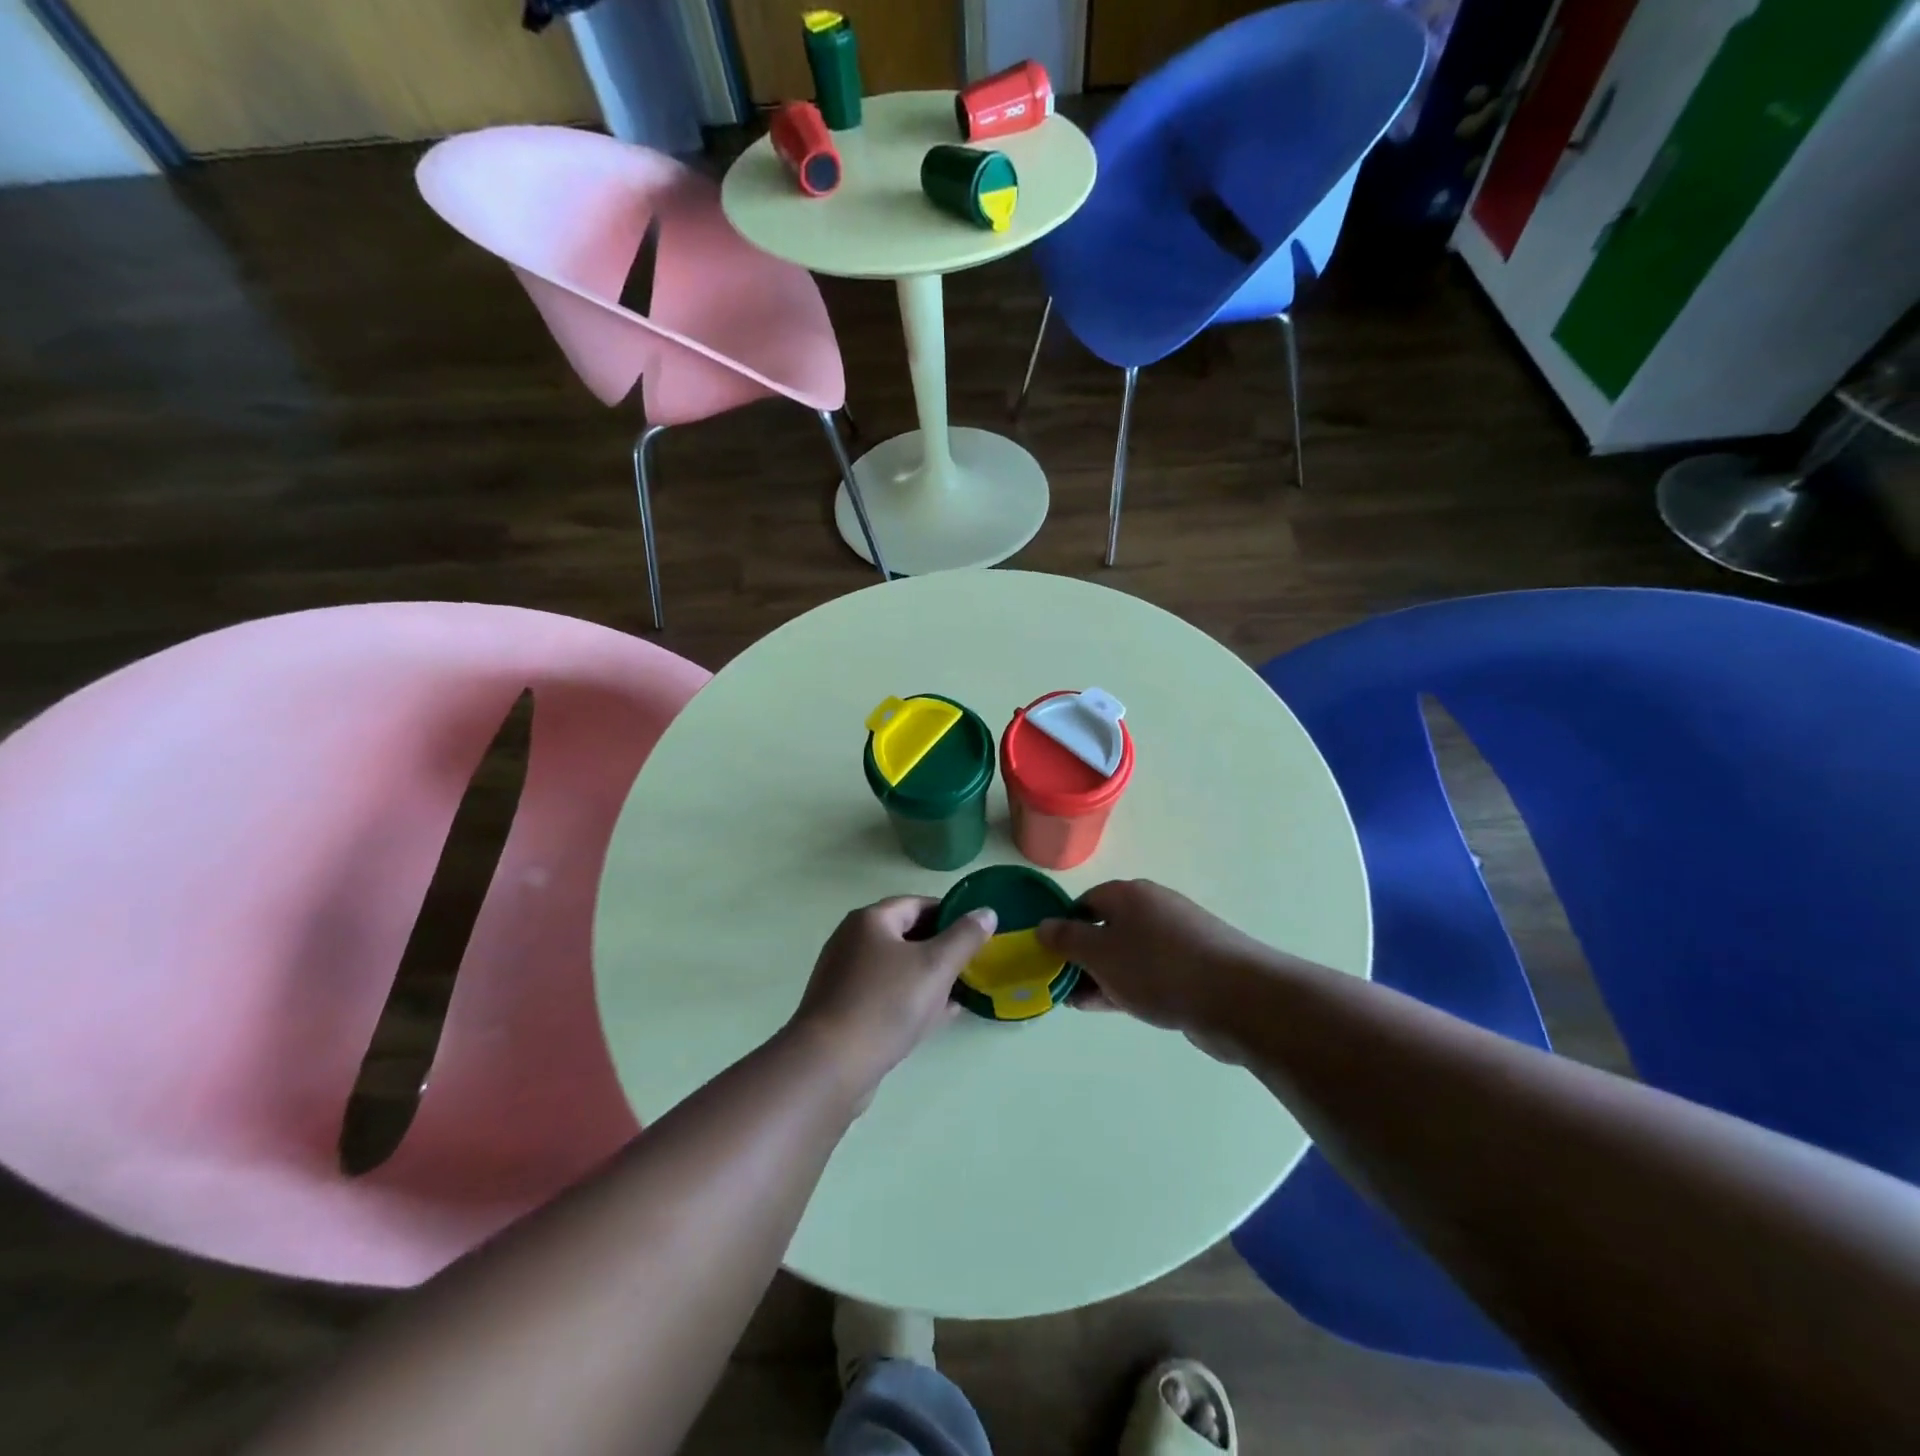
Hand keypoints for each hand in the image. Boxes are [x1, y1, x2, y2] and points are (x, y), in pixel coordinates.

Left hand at [789, 896, 996, 1104]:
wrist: (830, 1066)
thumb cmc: (885, 1004)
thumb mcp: (935, 966)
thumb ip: (964, 937)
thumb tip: (986, 912)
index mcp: (870, 920)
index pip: (917, 904)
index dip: (950, 914)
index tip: (977, 932)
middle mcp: (852, 941)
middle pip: (906, 935)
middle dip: (941, 948)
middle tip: (972, 965)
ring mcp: (845, 977)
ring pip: (897, 968)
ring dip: (929, 977)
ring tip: (961, 992)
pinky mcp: (844, 1010)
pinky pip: (886, 995)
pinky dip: (911, 999)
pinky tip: (937, 1017)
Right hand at [1037, 879, 1265, 1055]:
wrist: (1236, 998)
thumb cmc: (1158, 967)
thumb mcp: (1100, 953)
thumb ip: (1067, 940)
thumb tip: (1043, 925)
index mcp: (1128, 894)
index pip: (1085, 903)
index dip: (1064, 927)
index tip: (1050, 957)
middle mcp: (1153, 908)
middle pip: (1107, 927)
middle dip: (1083, 956)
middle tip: (1062, 985)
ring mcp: (1177, 938)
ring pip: (1128, 954)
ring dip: (1104, 975)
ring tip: (1081, 1003)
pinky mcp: (1194, 967)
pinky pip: (1150, 973)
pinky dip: (1130, 986)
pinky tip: (1117, 1007)